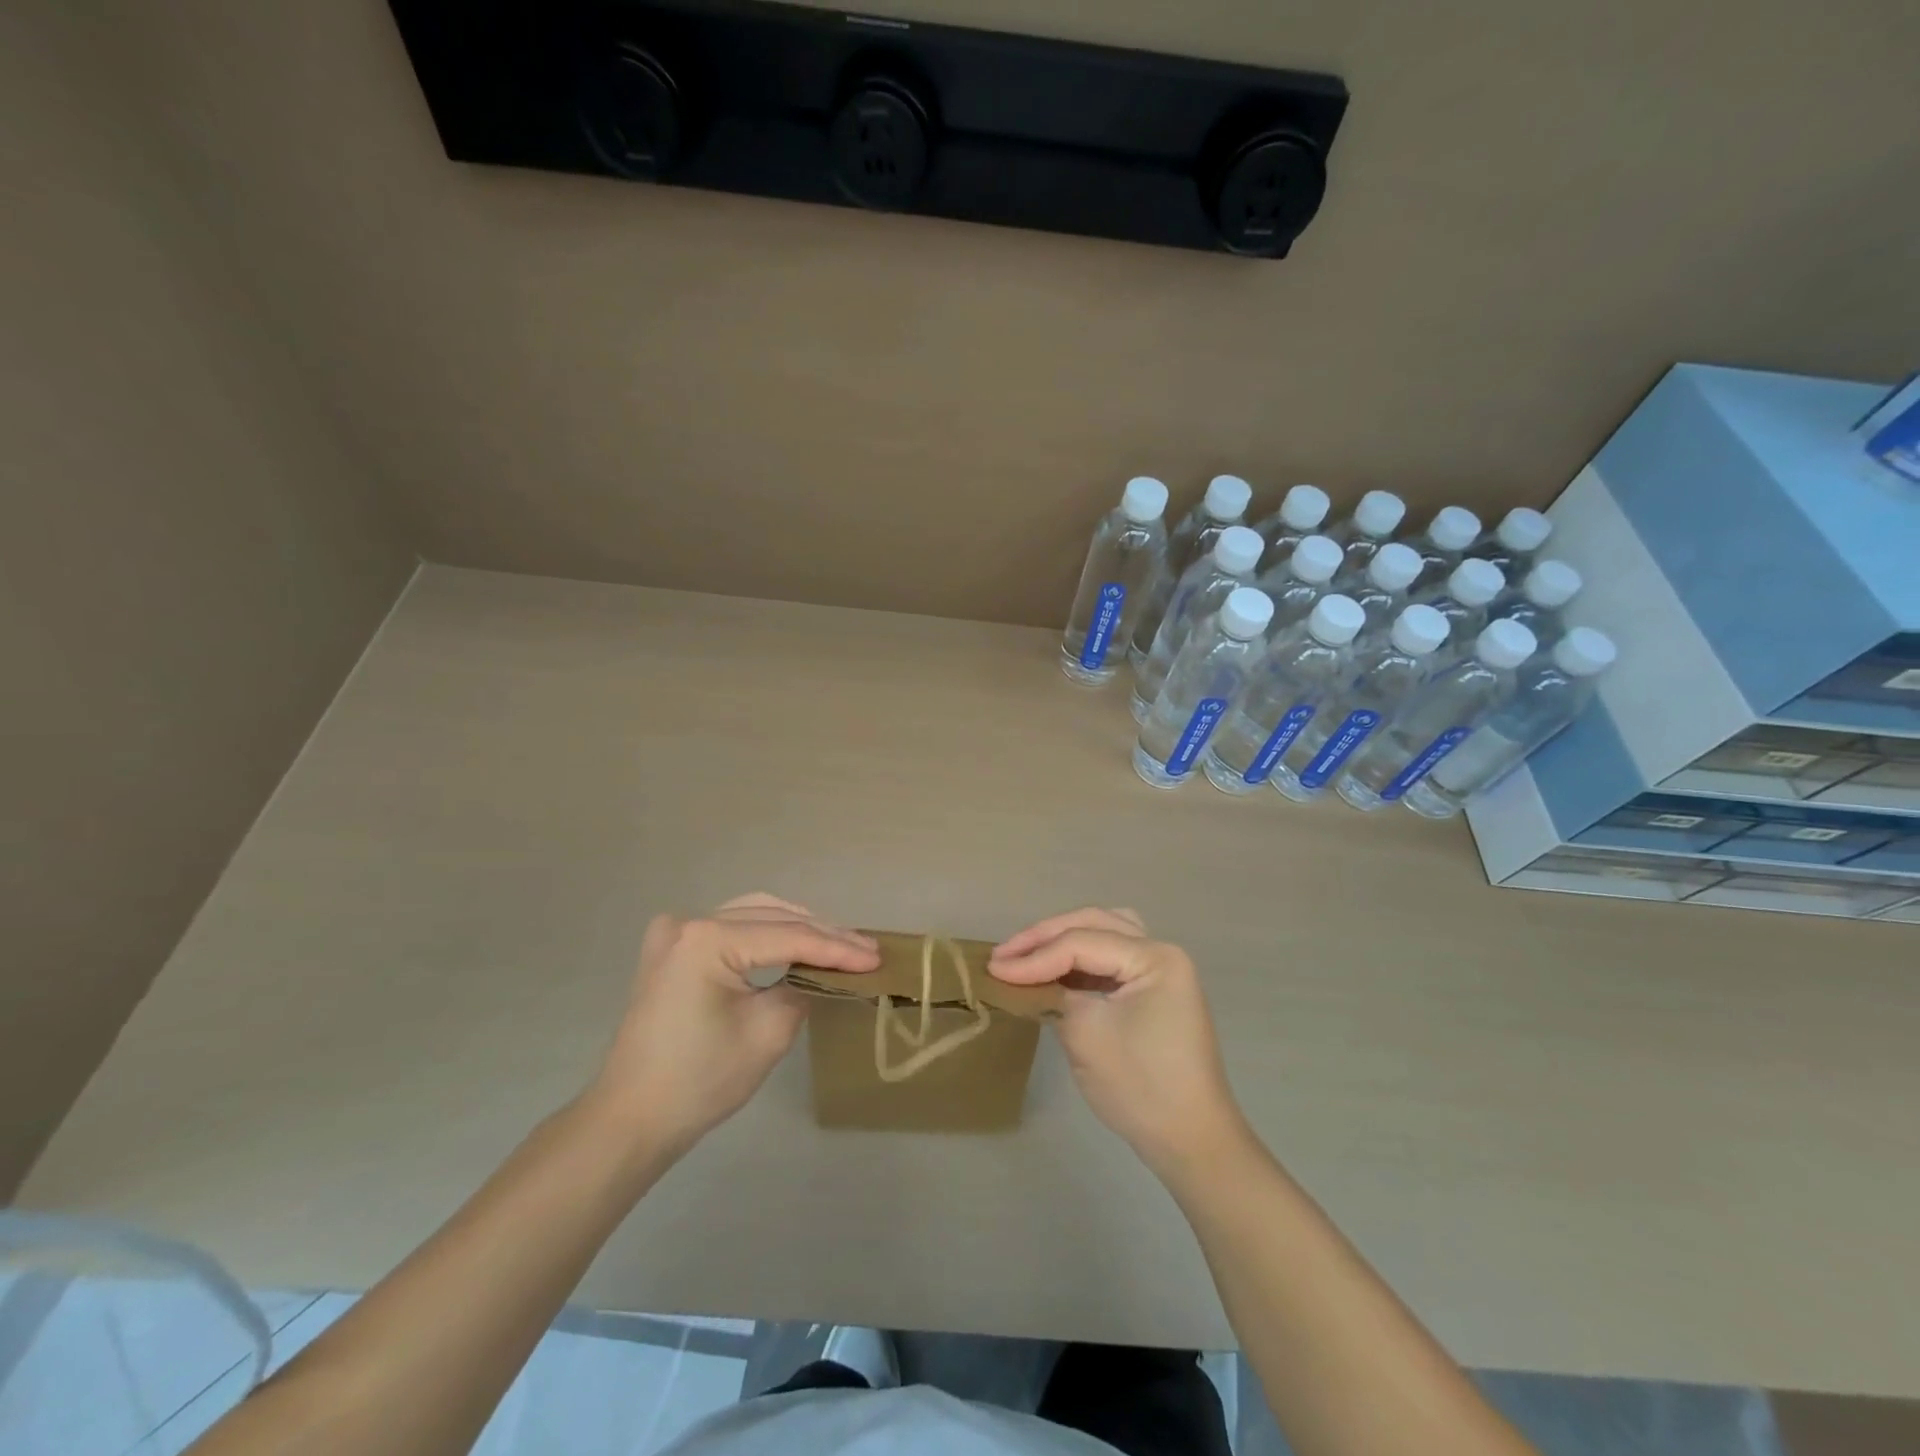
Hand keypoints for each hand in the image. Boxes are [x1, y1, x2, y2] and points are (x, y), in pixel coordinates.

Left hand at [585, 894, 878, 1159]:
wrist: (630, 1119)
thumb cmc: (699, 1082)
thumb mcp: (767, 1034)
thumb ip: (803, 989)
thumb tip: (823, 974)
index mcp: (707, 939)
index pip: (788, 937)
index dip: (837, 948)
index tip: (876, 957)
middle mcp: (688, 922)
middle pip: (771, 918)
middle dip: (822, 934)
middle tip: (866, 949)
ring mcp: (674, 932)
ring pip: (752, 914)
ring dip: (797, 927)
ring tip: (840, 943)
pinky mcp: (672, 949)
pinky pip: (730, 926)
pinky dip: (766, 932)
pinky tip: (795, 941)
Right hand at [989, 908, 1244, 1177]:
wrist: (1191, 1142)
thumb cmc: (1141, 1087)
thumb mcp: (1086, 1034)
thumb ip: (1051, 994)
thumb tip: (1019, 978)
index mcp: (1155, 957)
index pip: (1082, 942)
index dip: (1034, 956)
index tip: (993, 971)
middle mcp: (1162, 952)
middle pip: (1094, 925)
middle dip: (1045, 937)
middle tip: (1003, 955)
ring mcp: (1161, 972)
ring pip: (1103, 934)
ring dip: (1063, 941)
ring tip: (1026, 955)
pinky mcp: (1153, 992)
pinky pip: (1110, 959)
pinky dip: (1080, 960)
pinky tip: (1053, 973)